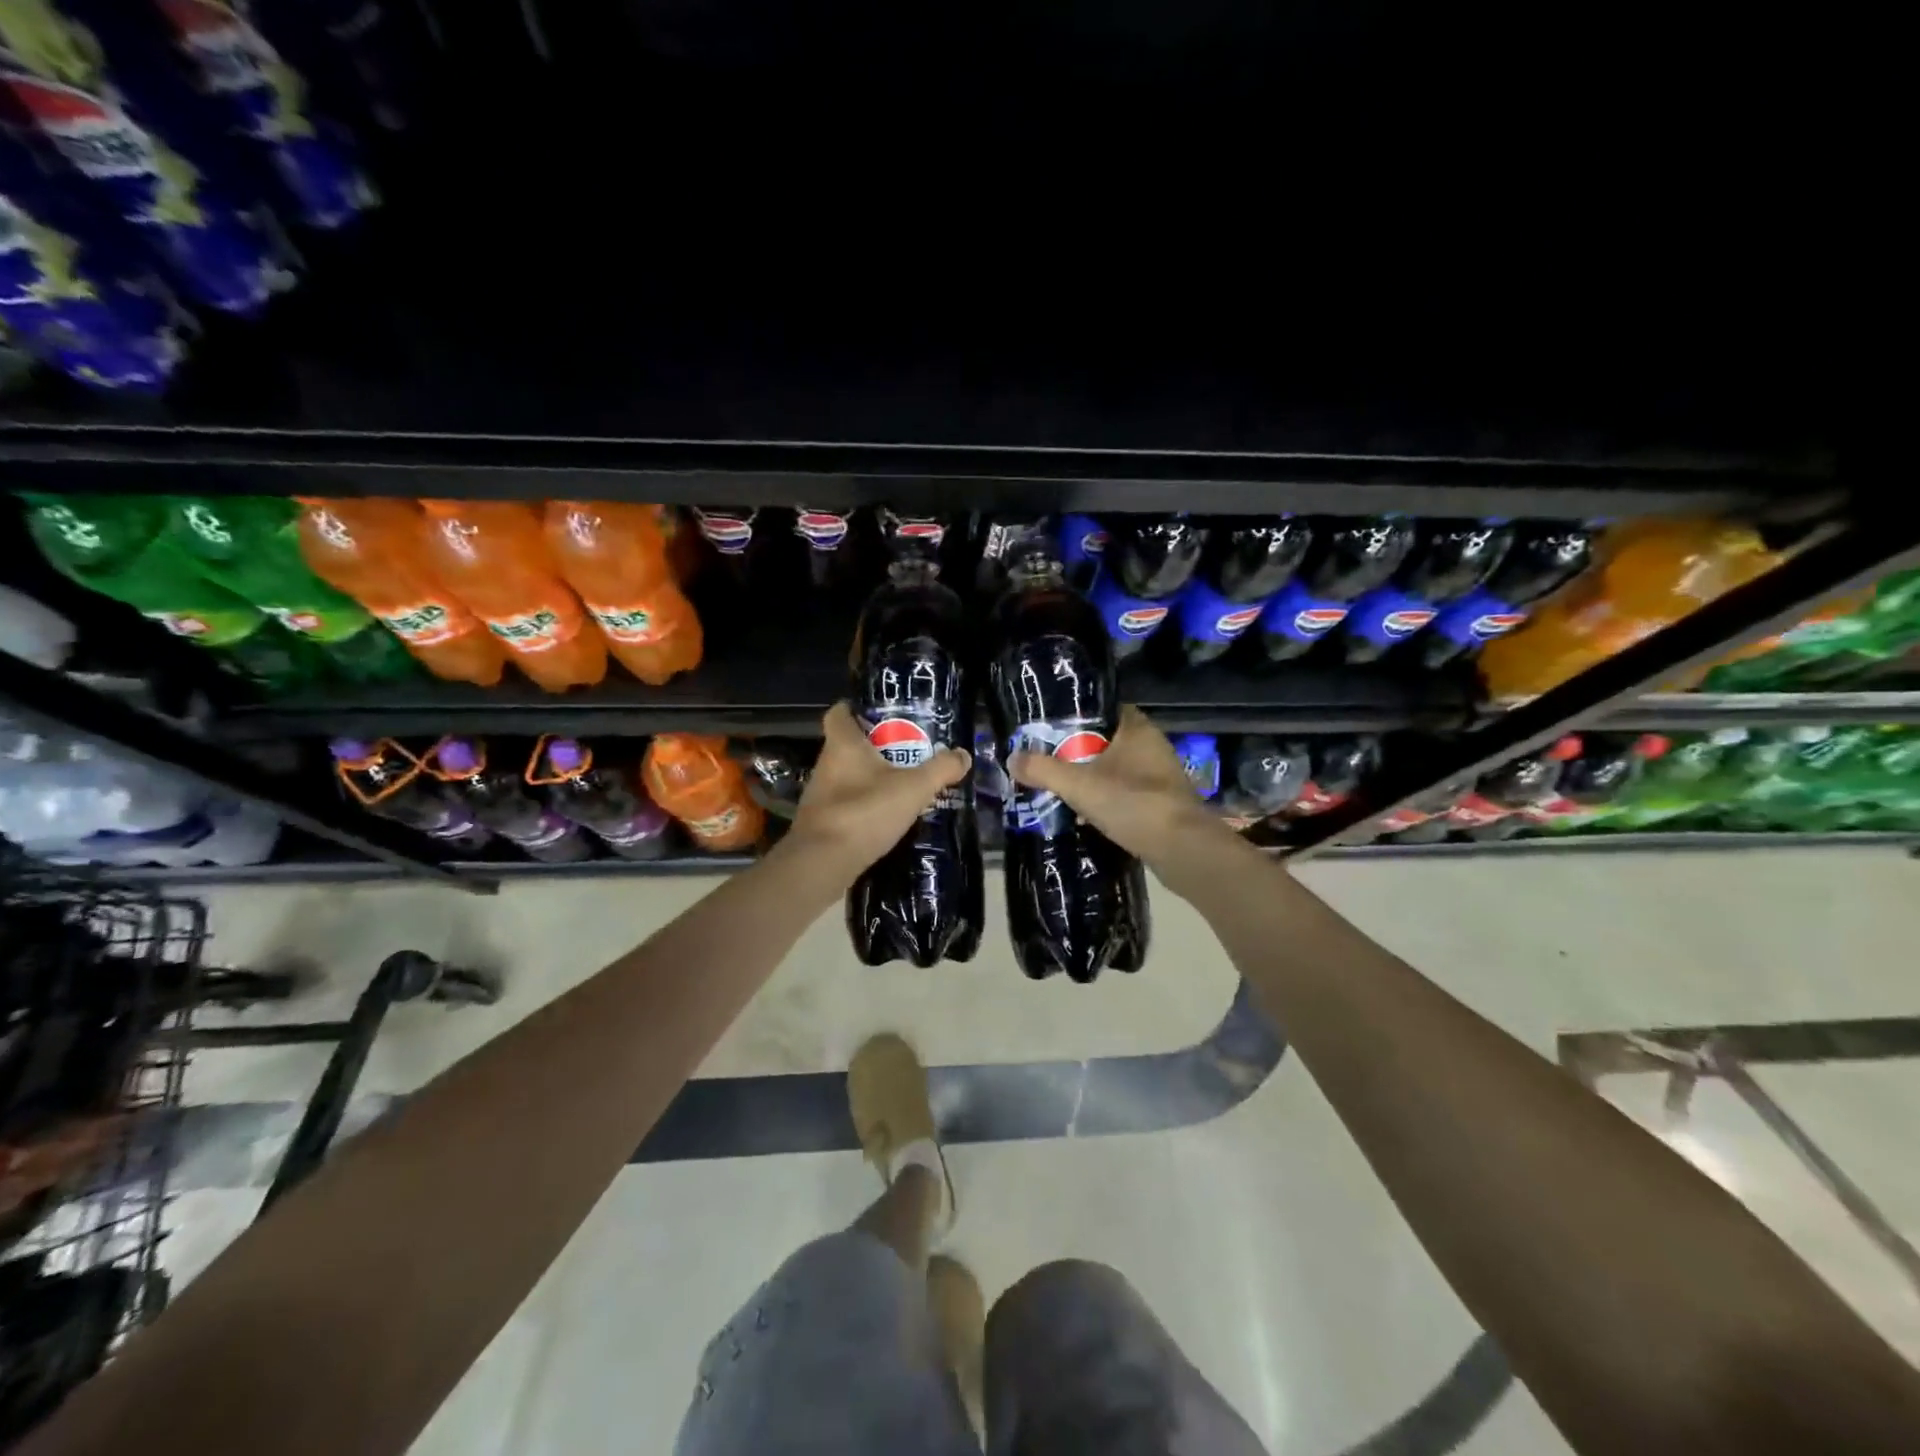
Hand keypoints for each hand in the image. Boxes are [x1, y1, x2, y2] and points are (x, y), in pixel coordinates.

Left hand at [788, 703, 970, 877]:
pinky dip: (862, 806)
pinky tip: (884, 817)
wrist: (823, 862)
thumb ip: (940, 769)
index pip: (838, 713)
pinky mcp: (819, 823)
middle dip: (872, 748)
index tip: (878, 714)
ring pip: (845, 777)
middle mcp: (825, 765)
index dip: (854, 709)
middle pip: (846, 746)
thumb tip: (963, 755)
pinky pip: (844, 804)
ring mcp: (819, 795)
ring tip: (899, 785)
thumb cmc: (866, 812)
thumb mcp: (914, 788)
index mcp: (843, 745)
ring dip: (868, 779)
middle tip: (904, 752)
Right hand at [1007, 706, 1226, 866]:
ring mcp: (1160, 777)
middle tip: (1047, 760)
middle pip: (1106, 742)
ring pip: (1116, 770)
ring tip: (1060, 788)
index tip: (1049, 727)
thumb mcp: (1079, 785)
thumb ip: (1044, 770)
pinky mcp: (1162, 804)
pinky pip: (1126, 794)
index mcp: (1137, 729)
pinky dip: (1107, 801)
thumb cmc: (1133, 804)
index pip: (1103, 710)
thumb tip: (1011, 759)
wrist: (1183, 850)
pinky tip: (1086, 815)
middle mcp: (1152, 747)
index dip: (1076, 716)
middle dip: (1078, 752)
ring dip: (1092, 778)